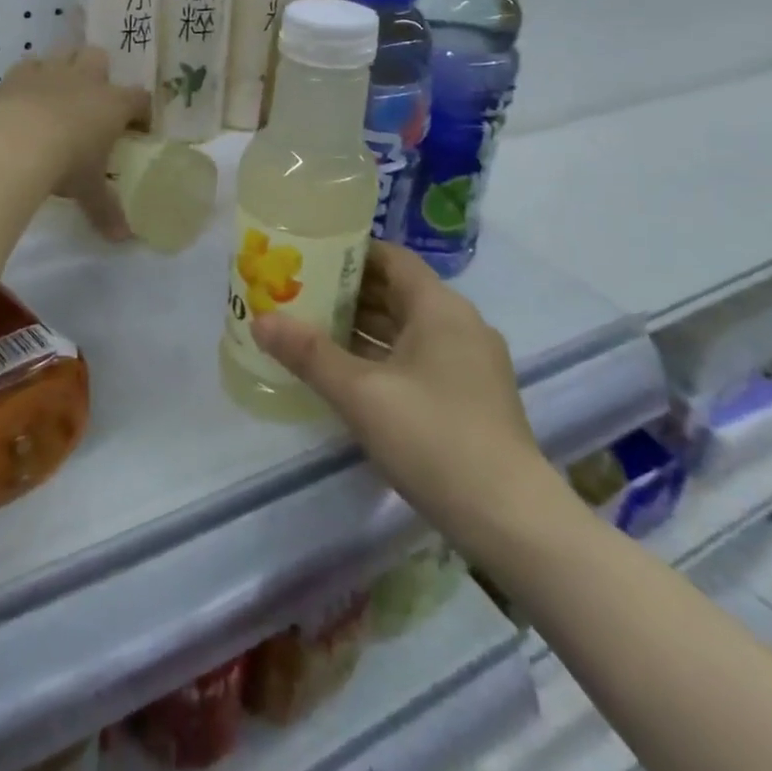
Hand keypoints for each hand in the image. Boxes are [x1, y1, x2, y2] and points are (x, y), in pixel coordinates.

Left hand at [0, 47, 149, 238]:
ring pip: (65, 53)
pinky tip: (26, 94)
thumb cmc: (66, 164)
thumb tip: (122, 238)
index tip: (139, 126)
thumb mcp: (89, 190)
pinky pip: (29, 64)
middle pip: (101, 59)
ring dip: (66, 67)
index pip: (139, 99)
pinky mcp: (17, 75)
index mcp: (113, 104)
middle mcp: (86, 80)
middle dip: (101, 74)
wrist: (14, 143)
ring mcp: (50, 72)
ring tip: (60, 92)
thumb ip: (106, 210)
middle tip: (95, 100)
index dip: (141, 111)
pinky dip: (31, 76)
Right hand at [251, 243, 553, 538]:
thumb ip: (309, 354)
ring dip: (363, 326)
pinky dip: (384, 355)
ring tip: (312, 328)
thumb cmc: (433, 437)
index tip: (308, 256)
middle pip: (398, 291)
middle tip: (297, 293)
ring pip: (407, 327)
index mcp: (440, 307)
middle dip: (348, 292)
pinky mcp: (471, 395)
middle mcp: (459, 323)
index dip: (349, 252)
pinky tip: (349, 373)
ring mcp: (470, 361)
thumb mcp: (361, 394)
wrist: (511, 518)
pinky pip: (419, 357)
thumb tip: (260, 320)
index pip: (391, 258)